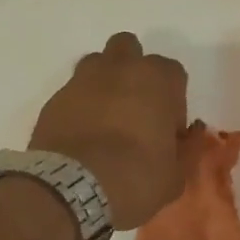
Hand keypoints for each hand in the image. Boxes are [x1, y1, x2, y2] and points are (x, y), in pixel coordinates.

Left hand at [31, 33, 187, 228]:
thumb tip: (187, 139)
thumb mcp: (175, 175)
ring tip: (105, 120)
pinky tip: (81, 137)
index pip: (173, 72)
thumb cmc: (136, 178)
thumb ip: (185, 150)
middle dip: (134, 72)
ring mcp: (80, 81)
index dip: (173, 100)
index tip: (168, 130)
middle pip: (129, 49)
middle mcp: (118, 69)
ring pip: (96, 65)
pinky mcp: (53, 100)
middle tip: (136, 110)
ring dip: (104, 83)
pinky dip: (78, 108)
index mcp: (156, 79)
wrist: (72, 189)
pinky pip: (72, 94)